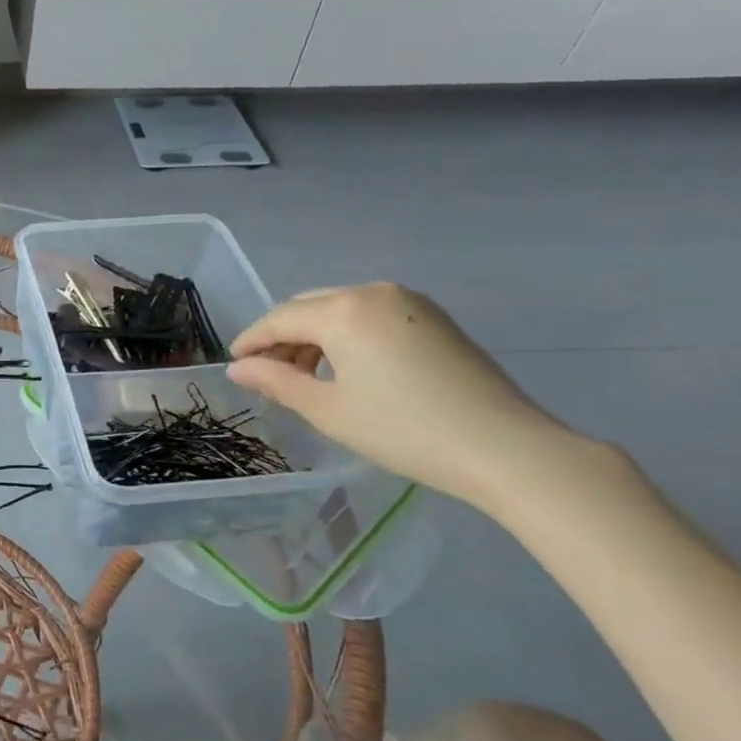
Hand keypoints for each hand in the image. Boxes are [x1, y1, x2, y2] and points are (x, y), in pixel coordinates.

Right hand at [226, 283, 578, 509]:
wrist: (506, 448)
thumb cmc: (404, 430)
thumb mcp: (328, 410)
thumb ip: (276, 381)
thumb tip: (238, 368)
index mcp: (343, 310)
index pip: (280, 319)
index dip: (252, 341)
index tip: (233, 364)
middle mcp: (373, 292)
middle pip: (308, 307)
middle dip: (282, 337)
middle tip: (267, 372)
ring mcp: (409, 302)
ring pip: (340, 309)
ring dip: (314, 336)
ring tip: (306, 376)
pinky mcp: (433, 318)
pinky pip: (371, 315)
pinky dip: (347, 335)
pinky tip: (347, 368)